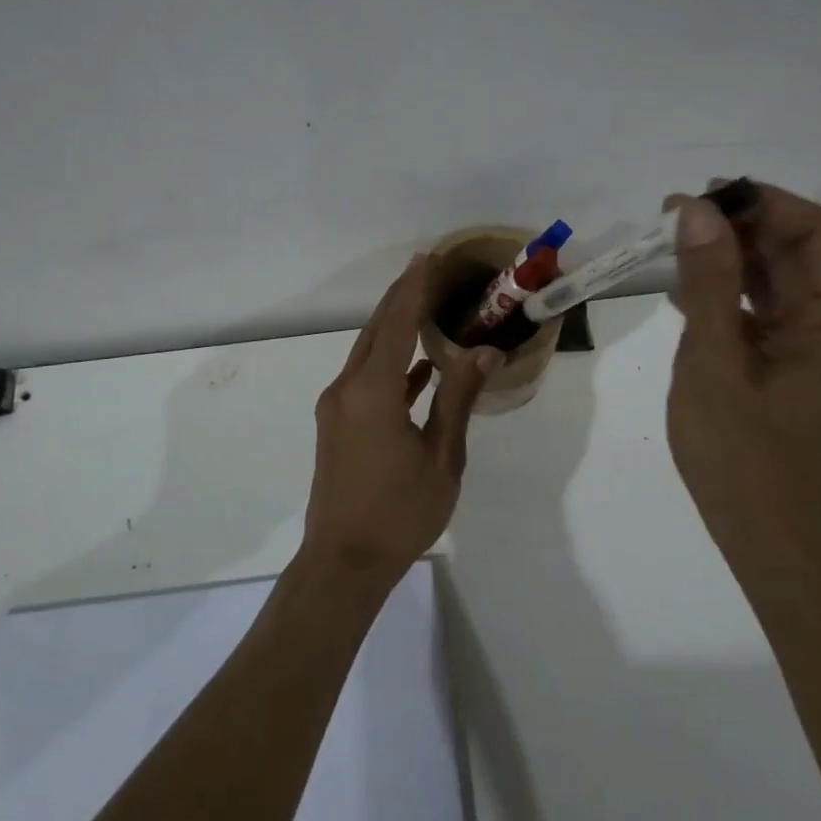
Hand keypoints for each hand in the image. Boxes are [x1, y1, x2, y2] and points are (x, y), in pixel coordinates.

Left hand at [304, 255, 501, 583]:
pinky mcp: (336, 424)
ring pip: (368, 353)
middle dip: (400, 297)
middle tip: (427, 270)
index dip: (413, 288)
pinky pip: (365, 378)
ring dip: (393, 328)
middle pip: (376, 330)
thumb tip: (484, 352)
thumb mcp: (441, 457)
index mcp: (372, 391)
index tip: (428, 258)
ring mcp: (336, 406)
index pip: (396, 324)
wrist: (344, 562)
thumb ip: (458, 399)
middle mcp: (347, 388)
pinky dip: (390, 364)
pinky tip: (418, 367)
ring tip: (424, 306)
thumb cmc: (400, 513)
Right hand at [665, 182, 820, 574]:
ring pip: (784, 284)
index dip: (763, 203)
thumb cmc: (742, 460)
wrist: (774, 547)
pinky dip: (734, 299)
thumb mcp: (713, 364)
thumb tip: (697, 213)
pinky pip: (773, 317)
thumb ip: (708, 285)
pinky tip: (687, 294)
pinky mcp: (805, 372)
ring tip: (672, 247)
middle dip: (741, 229)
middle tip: (673, 217)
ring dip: (733, 261)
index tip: (701, 198)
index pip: (819, 233)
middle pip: (802, 254)